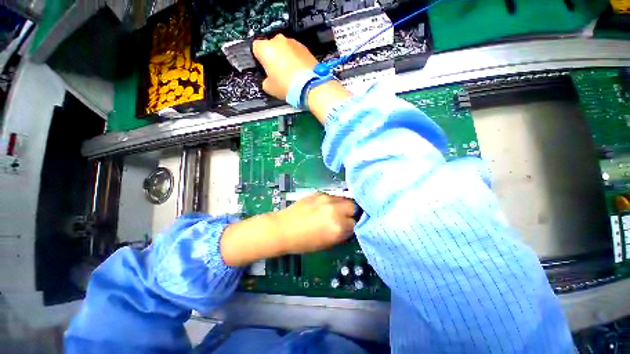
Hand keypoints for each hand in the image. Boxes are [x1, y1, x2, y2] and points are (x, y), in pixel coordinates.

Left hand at [220, 193, 355, 266]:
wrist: (283, 228)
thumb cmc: (303, 242)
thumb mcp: (327, 243)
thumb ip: (342, 233)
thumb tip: (350, 226)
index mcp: (337, 227)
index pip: (356, 223)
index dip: (355, 225)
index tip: (352, 226)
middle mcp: (335, 209)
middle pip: (354, 206)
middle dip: (353, 212)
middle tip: (347, 217)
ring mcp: (326, 199)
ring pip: (345, 198)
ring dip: (344, 205)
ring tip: (338, 211)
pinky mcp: (319, 193)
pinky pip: (333, 196)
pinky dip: (334, 201)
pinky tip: (327, 206)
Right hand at [252, 34, 318, 100]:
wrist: (310, 86)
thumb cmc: (287, 86)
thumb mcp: (269, 88)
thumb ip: (265, 80)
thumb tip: (268, 79)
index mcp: (265, 48)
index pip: (256, 48)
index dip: (259, 59)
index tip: (264, 69)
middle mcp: (278, 40)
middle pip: (271, 46)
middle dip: (273, 57)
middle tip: (278, 72)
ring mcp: (293, 42)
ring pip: (285, 48)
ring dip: (286, 57)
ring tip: (291, 74)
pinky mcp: (305, 47)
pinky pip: (296, 52)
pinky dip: (296, 59)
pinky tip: (299, 72)